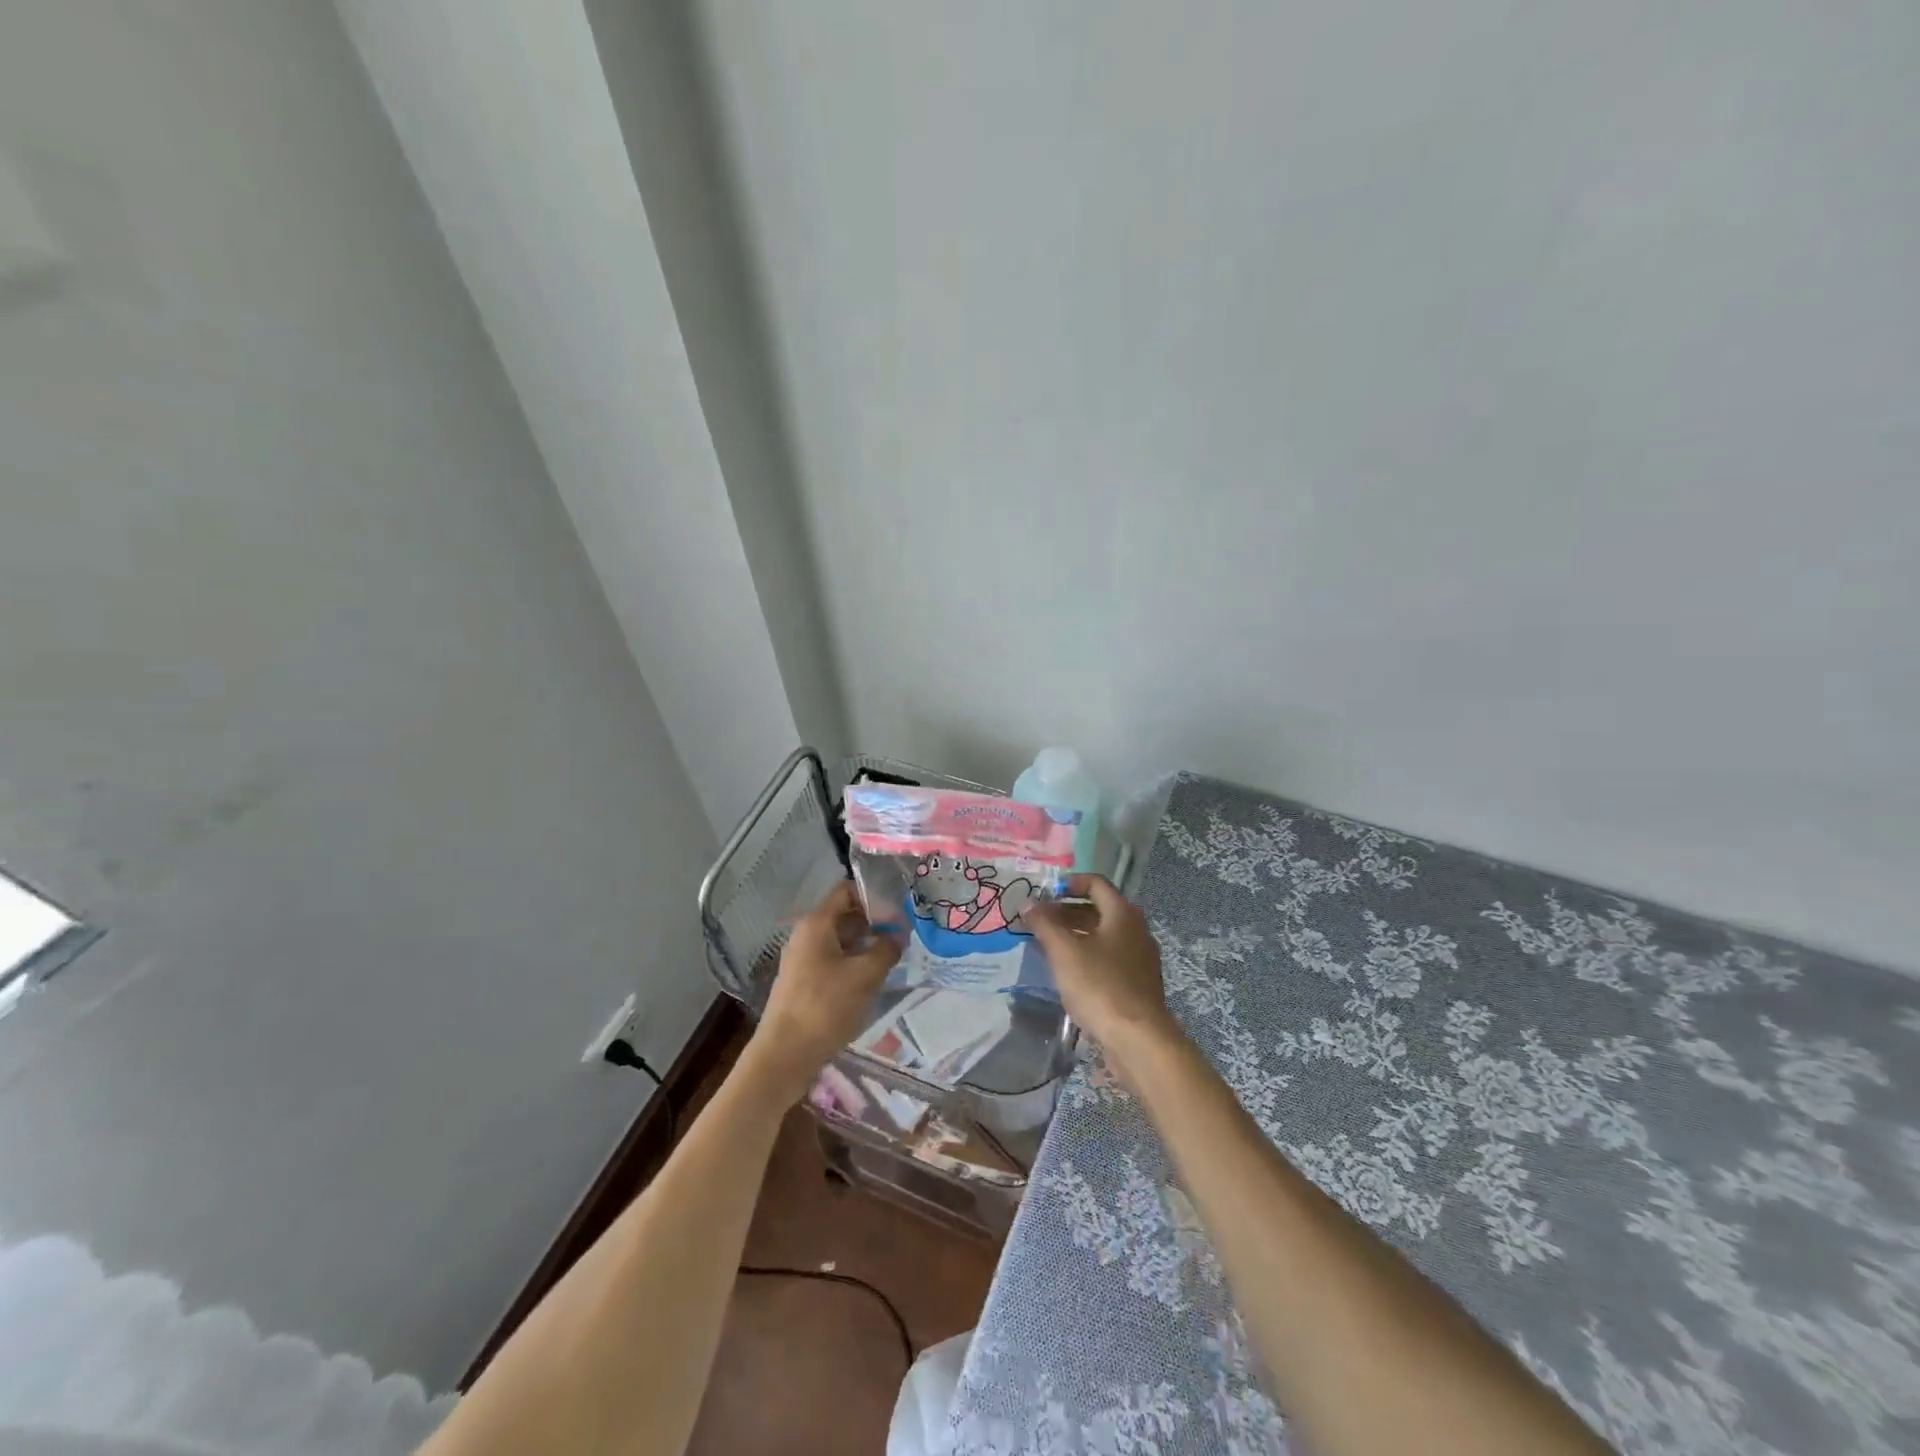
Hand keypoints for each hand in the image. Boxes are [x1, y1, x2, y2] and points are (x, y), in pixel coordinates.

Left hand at [746, 880, 901, 1099]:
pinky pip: (833, 961)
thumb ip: (886, 949)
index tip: (897, 910)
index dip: (873, 895)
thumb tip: (898, 935)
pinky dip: (853, 963)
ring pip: (840, 940)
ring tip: (892, 958)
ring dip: (865, 945)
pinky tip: (871, 980)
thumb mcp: (865, 975)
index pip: (846, 891)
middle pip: (844, 915)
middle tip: (902, 935)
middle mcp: (806, 935)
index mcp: (816, 924)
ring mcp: (802, 960)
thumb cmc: (825, 1007)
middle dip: (874, 922)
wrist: (784, 1055)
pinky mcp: (803, 982)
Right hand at [1025, 875, 1180, 1084]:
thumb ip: (1044, 923)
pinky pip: (1109, 958)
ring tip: (1046, 946)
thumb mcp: (1064, 951)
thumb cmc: (1100, 986)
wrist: (1139, 1040)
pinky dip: (1087, 956)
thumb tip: (1028, 902)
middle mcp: (1136, 930)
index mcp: (1123, 914)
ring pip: (1103, 936)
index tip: (1044, 894)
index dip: (1069, 883)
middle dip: (1067, 912)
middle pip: (1099, 909)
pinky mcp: (1137, 983)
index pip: (1096, 883)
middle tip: (1038, 921)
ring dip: (1075, 935)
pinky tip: (1067, 973)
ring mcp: (1140, 958)